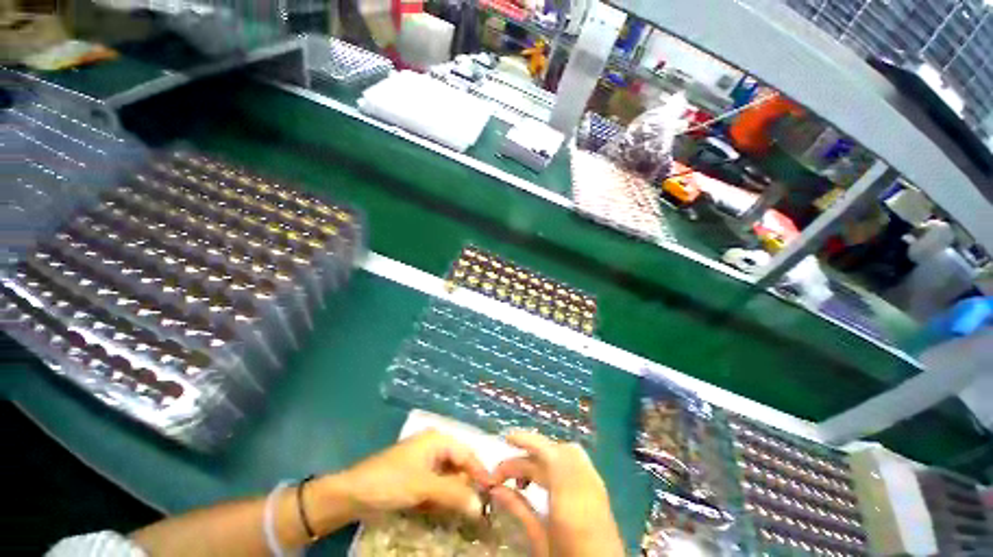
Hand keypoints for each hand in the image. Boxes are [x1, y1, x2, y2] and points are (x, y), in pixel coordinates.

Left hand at [332, 429, 492, 519]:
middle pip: (459, 466)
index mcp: (438, 440)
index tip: (494, 494)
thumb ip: (454, 493)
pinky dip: (443, 500)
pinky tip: (447, 512)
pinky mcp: (417, 479)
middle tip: (482, 509)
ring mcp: (425, 464)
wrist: (352, 494)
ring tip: (467, 514)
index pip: (467, 454)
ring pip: (450, 479)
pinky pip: (438, 488)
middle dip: (469, 486)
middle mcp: (435, 448)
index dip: (480, 473)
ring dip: (456, 496)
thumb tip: (481, 505)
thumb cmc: (390, 481)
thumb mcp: (424, 487)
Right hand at [490, 431, 623, 556]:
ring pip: (566, 452)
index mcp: (570, 498)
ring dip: (543, 455)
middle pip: (555, 451)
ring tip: (524, 475)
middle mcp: (585, 484)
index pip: (548, 453)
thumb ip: (519, 510)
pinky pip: (576, 461)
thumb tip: (495, 488)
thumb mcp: (541, 543)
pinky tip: (545, 478)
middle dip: (529, 453)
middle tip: (507, 470)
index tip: (505, 440)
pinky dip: (557, 461)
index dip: (527, 440)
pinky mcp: (600, 491)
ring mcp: (596, 485)